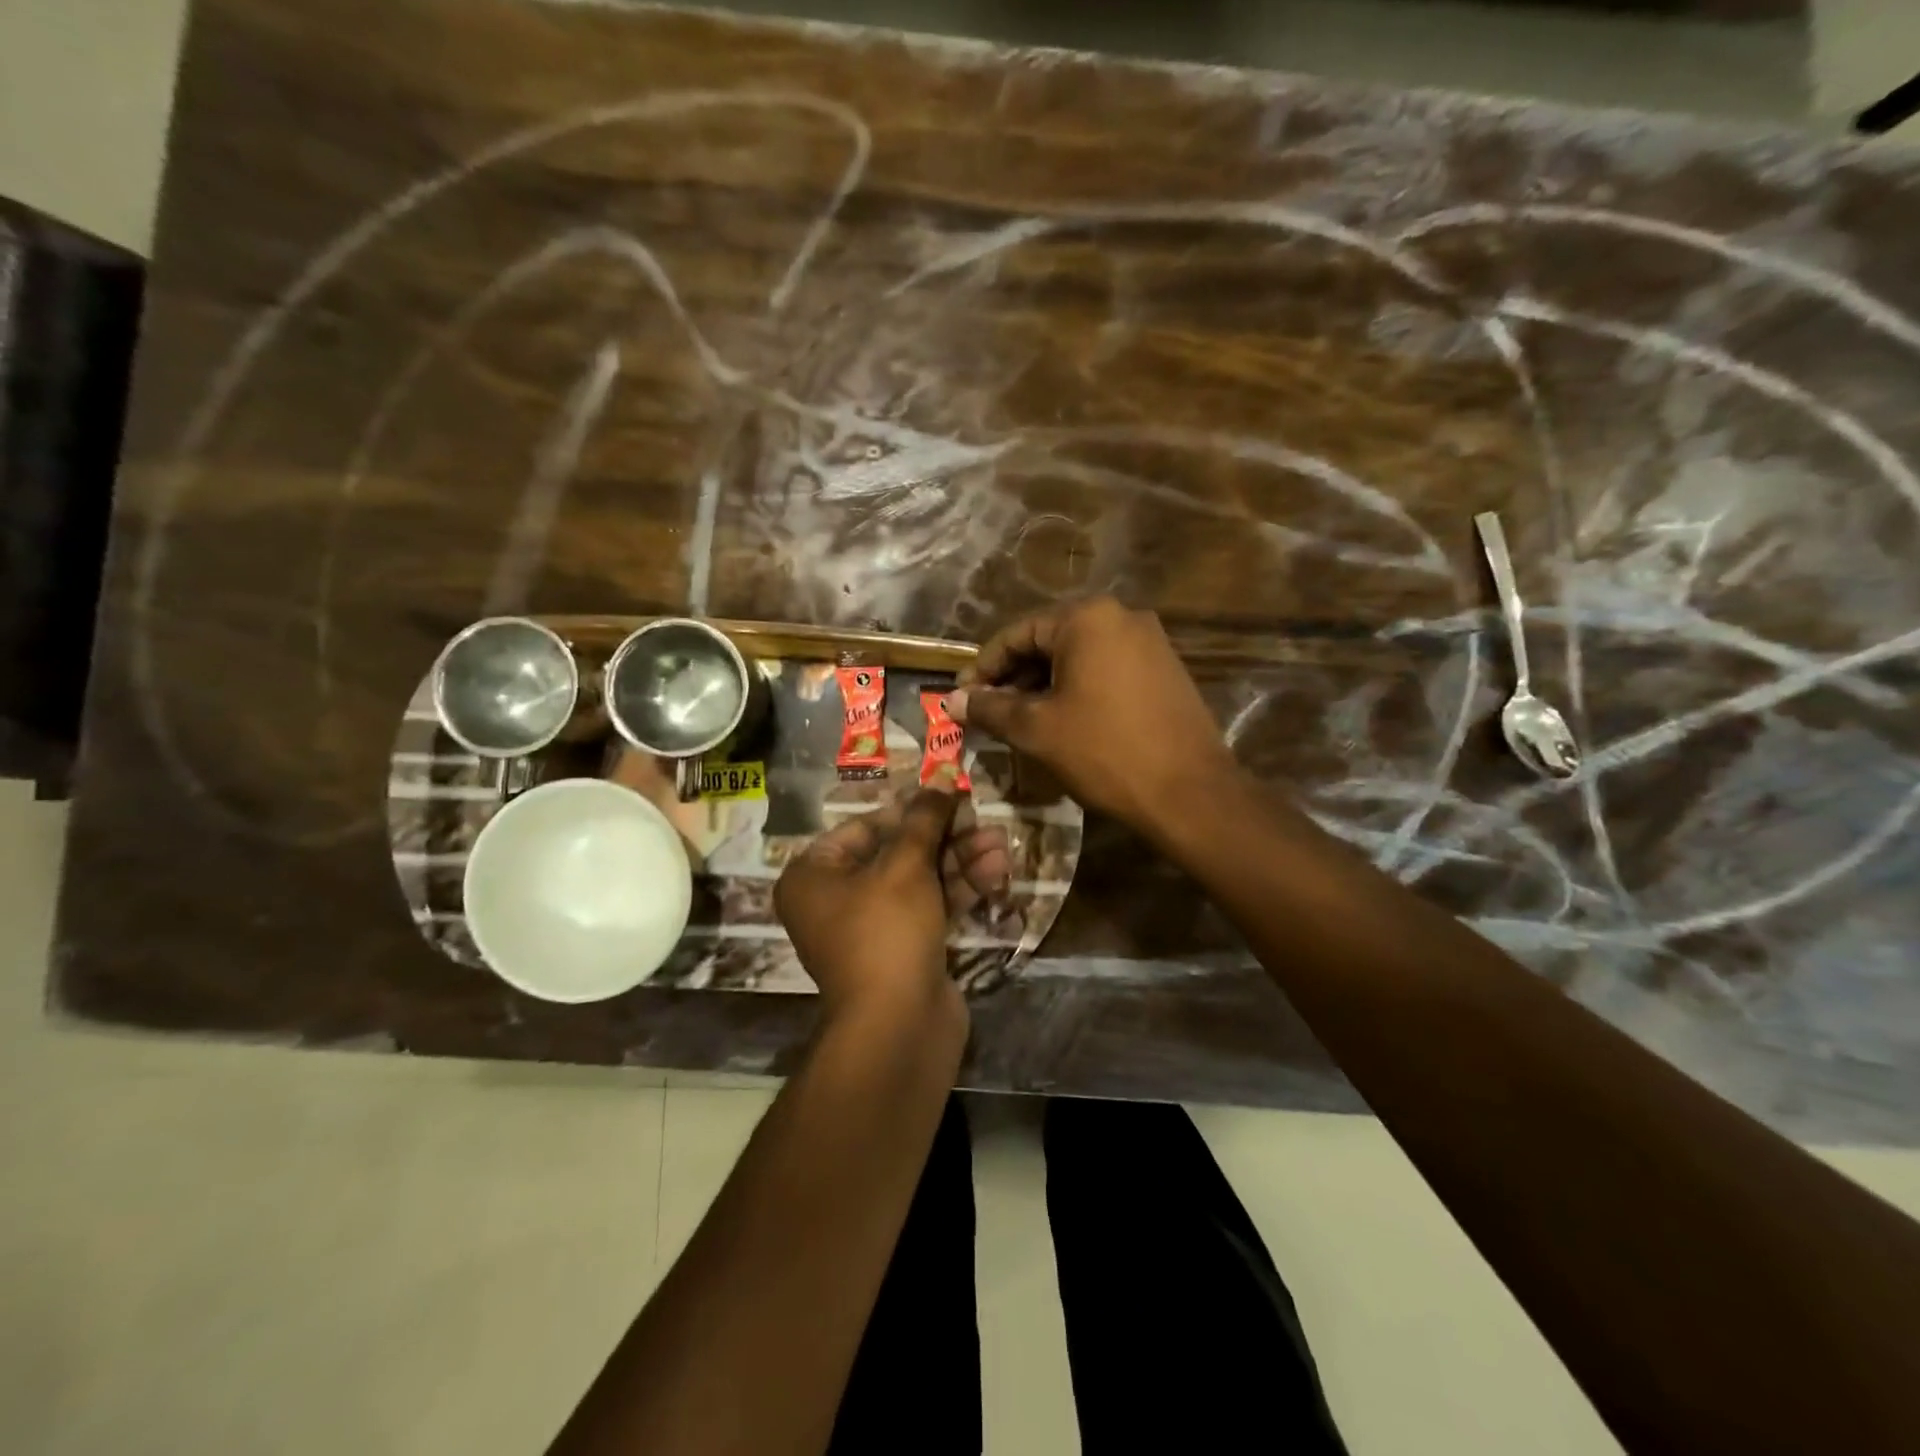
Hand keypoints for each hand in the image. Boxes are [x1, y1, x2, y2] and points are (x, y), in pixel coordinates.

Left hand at [775, 772, 1010, 1026]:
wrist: (898, 1028)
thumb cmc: (886, 932)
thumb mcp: (905, 866)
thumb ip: (925, 819)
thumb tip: (940, 776)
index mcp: (814, 876)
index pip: (864, 827)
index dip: (909, 810)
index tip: (948, 795)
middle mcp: (837, 900)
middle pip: (897, 853)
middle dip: (945, 837)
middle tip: (983, 818)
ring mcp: (873, 929)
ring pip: (921, 881)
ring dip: (961, 861)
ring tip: (1002, 844)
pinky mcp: (905, 950)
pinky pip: (932, 908)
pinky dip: (960, 890)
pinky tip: (998, 873)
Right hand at [948, 597, 1239, 837]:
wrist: (1190, 793)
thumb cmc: (1104, 752)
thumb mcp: (1036, 730)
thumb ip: (989, 708)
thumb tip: (950, 701)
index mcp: (1087, 618)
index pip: (1018, 633)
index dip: (984, 667)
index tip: (962, 697)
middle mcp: (1122, 616)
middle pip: (1049, 641)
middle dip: (1014, 677)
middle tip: (988, 712)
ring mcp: (1150, 641)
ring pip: (1079, 657)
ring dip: (1044, 685)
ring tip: (1020, 721)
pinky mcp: (1165, 669)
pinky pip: (1107, 669)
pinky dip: (1077, 689)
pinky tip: (1063, 721)